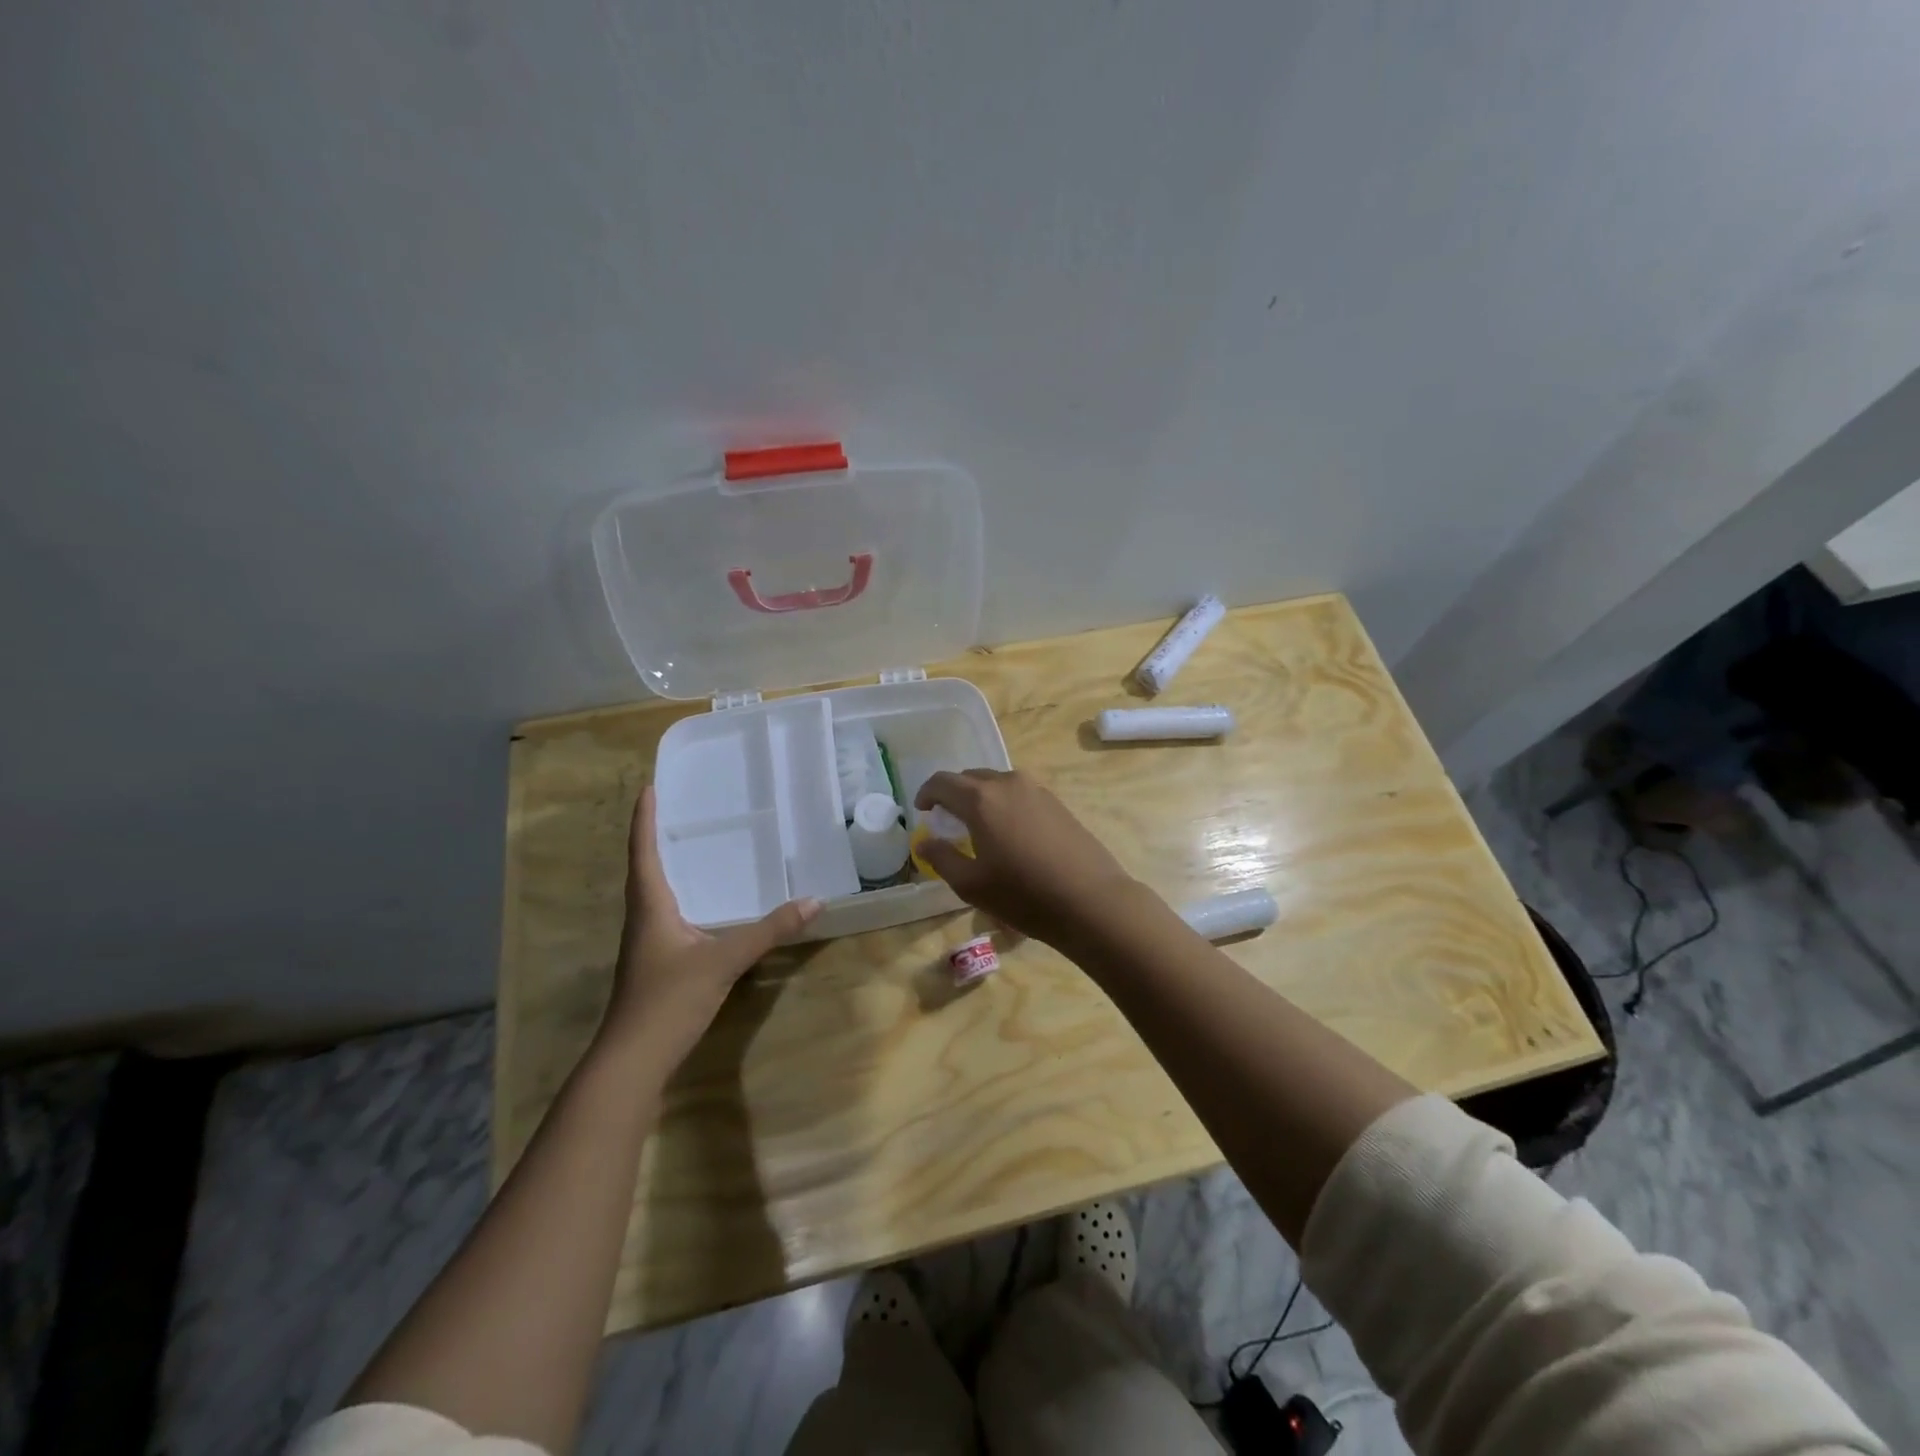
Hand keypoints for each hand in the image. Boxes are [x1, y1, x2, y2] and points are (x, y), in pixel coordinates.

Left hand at [606, 787, 821, 1065]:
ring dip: (666, 866)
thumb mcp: (724, 961)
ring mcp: (648, 942)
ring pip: (655, 893)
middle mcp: (644, 918)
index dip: (645, 820)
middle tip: (678, 810)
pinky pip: (667, 914)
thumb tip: (813, 901)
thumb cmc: (669, 1000)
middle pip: (645, 868)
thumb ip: (769, 930)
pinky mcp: (657, 962)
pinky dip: (680, 895)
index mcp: (651, 907)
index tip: (649, 788)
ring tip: (692, 846)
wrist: (633, 1059)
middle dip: (656, 837)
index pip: (644, 852)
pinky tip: (703, 903)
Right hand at [913, 769, 1137, 945]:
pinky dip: (1004, 805)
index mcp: (981, 799)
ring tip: (978, 828)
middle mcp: (1008, 783)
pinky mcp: (1057, 802)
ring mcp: (1037, 790)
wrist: (1091, 900)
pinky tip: (1010, 834)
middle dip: (953, 795)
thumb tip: (924, 841)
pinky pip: (1019, 794)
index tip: (922, 811)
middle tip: (947, 822)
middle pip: (970, 778)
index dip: (926, 794)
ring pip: (997, 784)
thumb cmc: (1024, 894)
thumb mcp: (971, 884)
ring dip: (980, 799)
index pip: (942, 782)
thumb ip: (941, 857)